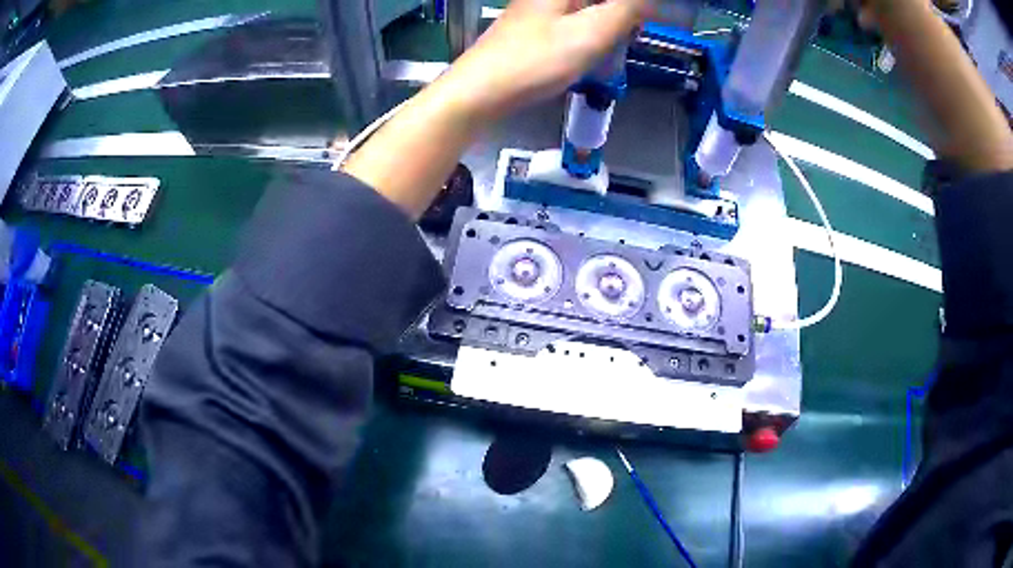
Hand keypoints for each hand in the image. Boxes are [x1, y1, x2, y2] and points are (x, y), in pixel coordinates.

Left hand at [442, 0, 653, 120]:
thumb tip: (651, 0)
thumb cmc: (536, 60)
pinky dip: (591, 30)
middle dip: (622, 13)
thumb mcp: (591, 33)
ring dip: (610, 21)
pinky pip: (573, 19)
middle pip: (597, 1)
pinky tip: (596, 47)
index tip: (642, 24)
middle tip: (635, 32)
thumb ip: (626, 9)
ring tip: (622, 40)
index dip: (630, 9)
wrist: (479, 91)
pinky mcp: (533, 26)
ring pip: (586, 8)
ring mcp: (537, 8)